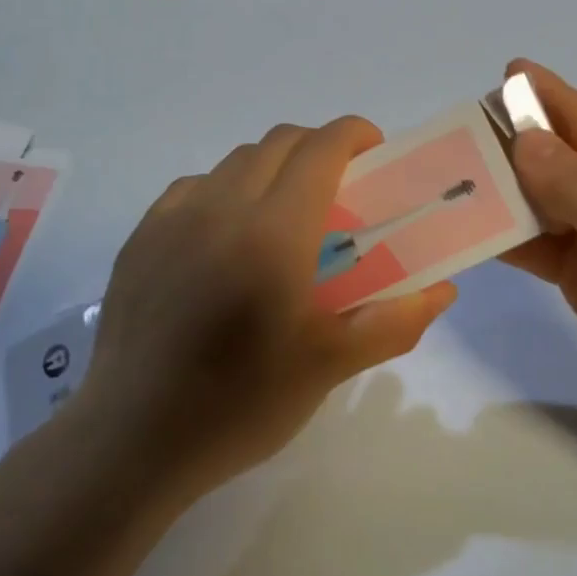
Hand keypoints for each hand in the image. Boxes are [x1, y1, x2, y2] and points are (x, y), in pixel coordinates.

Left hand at [70, 119, 457, 500]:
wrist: (133, 441)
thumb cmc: (242, 403)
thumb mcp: (331, 365)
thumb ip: (395, 321)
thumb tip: (443, 290)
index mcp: (274, 232)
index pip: (320, 149)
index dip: (354, 135)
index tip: (376, 154)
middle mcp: (221, 208)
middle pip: (279, 143)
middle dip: (319, 148)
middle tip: (342, 190)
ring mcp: (172, 220)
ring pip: (235, 161)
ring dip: (274, 167)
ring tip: (287, 215)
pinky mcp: (140, 239)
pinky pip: (194, 187)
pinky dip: (226, 189)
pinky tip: (230, 236)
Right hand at [501, 61, 576, 453]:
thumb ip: (573, 182)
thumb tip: (526, 139)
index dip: (549, 99)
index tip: (505, 73)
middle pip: (570, 159)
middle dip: (520, 144)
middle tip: (464, 129)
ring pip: (553, 201)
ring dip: (511, 190)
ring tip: (457, 172)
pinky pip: (547, 242)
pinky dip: (515, 234)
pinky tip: (476, 224)